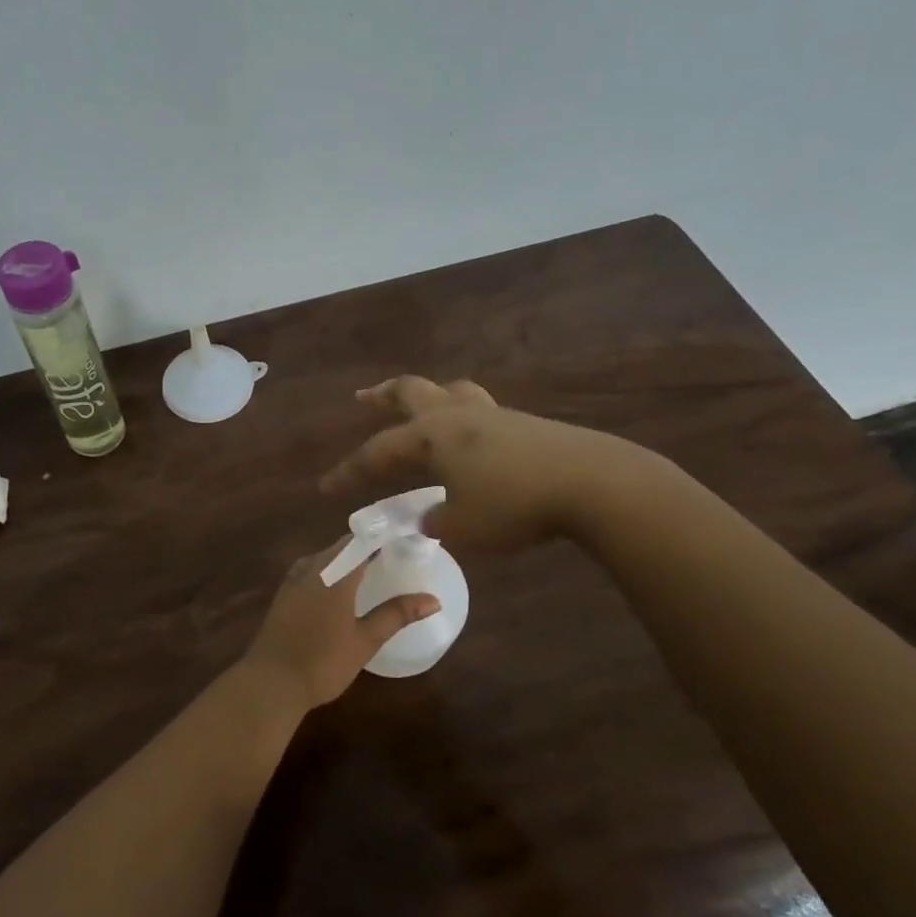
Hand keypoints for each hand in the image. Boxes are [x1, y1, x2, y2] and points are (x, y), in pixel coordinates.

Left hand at [237, 541, 440, 710]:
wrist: (270, 683)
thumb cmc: (322, 661)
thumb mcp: (365, 640)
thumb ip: (397, 614)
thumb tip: (433, 600)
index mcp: (334, 571)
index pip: (363, 540)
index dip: (385, 536)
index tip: (408, 538)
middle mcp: (312, 566)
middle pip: (344, 546)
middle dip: (369, 547)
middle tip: (396, 555)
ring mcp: (293, 579)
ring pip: (326, 557)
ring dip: (348, 559)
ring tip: (373, 569)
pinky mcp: (284, 594)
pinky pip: (312, 570)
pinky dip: (331, 571)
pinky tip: (341, 588)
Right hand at [320, 376, 612, 551]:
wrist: (590, 482)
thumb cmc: (515, 503)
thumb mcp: (465, 525)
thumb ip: (438, 521)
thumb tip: (430, 516)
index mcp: (432, 435)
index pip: (378, 451)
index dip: (350, 470)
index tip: (325, 486)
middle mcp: (456, 415)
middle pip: (410, 392)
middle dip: (382, 396)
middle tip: (363, 398)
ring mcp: (492, 414)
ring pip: (449, 390)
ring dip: (425, 394)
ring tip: (419, 403)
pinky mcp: (523, 423)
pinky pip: (479, 408)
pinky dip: (461, 414)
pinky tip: (470, 435)